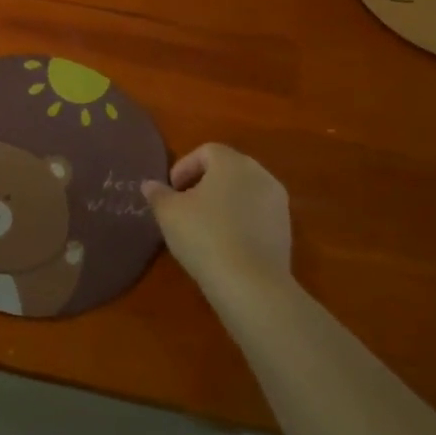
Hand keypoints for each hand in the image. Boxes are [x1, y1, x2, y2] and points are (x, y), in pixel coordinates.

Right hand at [143, 143, 291, 291]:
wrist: (250, 283)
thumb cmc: (204, 236)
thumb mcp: (169, 213)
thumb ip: (158, 194)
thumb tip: (149, 185)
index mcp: (232, 163)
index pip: (206, 151)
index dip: (184, 167)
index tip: (171, 190)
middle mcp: (260, 175)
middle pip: (228, 169)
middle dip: (204, 182)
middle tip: (184, 204)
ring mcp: (278, 202)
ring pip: (244, 192)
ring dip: (224, 202)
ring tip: (204, 225)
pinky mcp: (286, 229)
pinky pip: (257, 214)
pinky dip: (240, 220)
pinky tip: (225, 242)